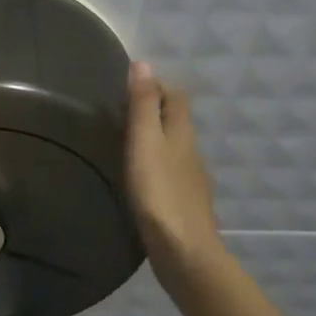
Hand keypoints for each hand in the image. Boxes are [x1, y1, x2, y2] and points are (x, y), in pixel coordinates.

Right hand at [125, 60, 222, 281]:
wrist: (184, 252)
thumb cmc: (160, 193)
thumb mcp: (145, 143)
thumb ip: (143, 106)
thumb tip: (144, 63)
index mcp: (182, 134)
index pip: (176, 97)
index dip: (157, 85)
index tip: (130, 84)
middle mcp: (192, 152)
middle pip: (177, 121)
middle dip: (155, 111)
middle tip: (123, 111)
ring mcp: (192, 181)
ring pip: (175, 149)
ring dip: (156, 140)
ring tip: (127, 143)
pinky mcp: (185, 205)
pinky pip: (172, 174)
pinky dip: (157, 166)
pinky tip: (142, 180)